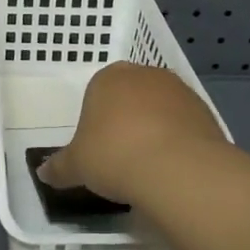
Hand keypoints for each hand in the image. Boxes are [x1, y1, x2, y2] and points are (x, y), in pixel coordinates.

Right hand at [38, 62, 226, 205]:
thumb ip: (59, 167)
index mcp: (108, 78)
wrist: (177, 169)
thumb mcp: (77, 166)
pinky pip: (184, 126)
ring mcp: (180, 91)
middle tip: (120, 155)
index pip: (97, 91)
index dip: (96, 119)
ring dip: (155, 130)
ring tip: (147, 166)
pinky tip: (171, 168)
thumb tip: (43, 174)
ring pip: (160, 109)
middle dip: (126, 120)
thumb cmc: (113, 156)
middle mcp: (145, 75)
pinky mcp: (207, 112)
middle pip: (131, 96)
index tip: (97, 147)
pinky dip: (178, 142)